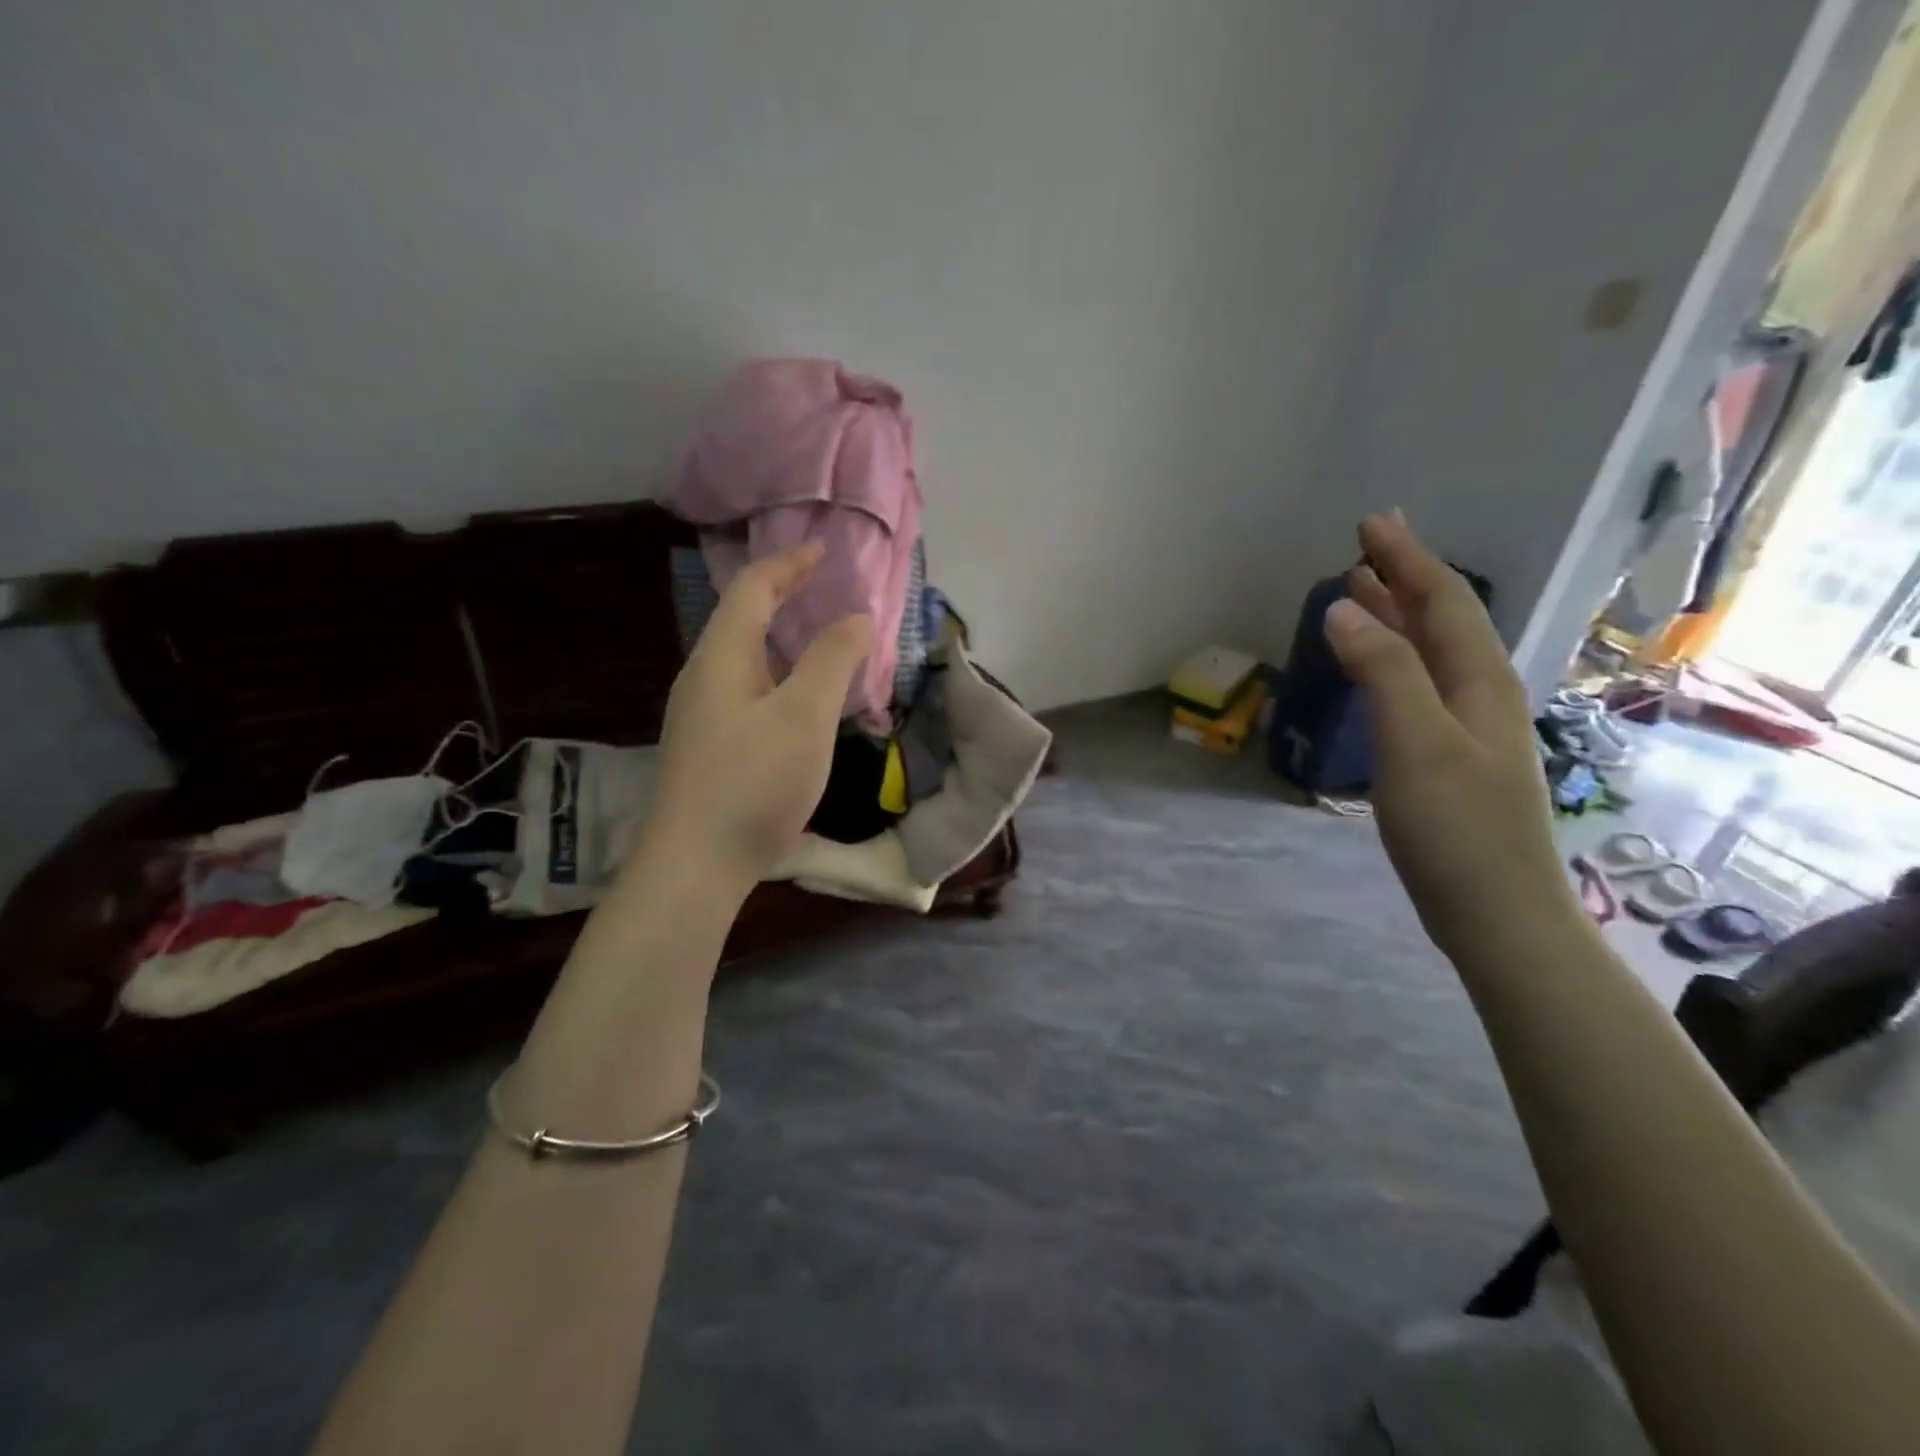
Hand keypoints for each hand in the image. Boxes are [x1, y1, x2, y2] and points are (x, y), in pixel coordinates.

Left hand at [644, 543, 872, 890]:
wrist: (694, 865)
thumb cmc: (753, 782)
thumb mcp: (804, 716)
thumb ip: (832, 660)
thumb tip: (857, 618)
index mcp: (721, 657)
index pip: (752, 590)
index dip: (789, 564)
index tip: (823, 550)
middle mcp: (702, 678)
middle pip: (741, 620)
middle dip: (782, 597)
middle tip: (824, 591)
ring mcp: (699, 716)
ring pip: (743, 660)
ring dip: (780, 641)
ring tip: (819, 643)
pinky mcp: (707, 749)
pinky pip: (745, 692)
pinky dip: (777, 677)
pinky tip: (796, 704)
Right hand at [1324, 514, 1580, 958]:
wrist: (1497, 913)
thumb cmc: (1457, 828)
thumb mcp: (1416, 744)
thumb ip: (1383, 671)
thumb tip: (1344, 608)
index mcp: (1479, 681)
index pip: (1441, 602)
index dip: (1406, 559)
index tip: (1370, 523)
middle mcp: (1479, 693)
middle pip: (1441, 619)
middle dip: (1405, 576)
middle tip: (1369, 542)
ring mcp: (1467, 726)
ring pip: (1430, 652)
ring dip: (1397, 615)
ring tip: (1364, 588)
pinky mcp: (1448, 755)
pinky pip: (1418, 684)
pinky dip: (1392, 658)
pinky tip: (1375, 663)